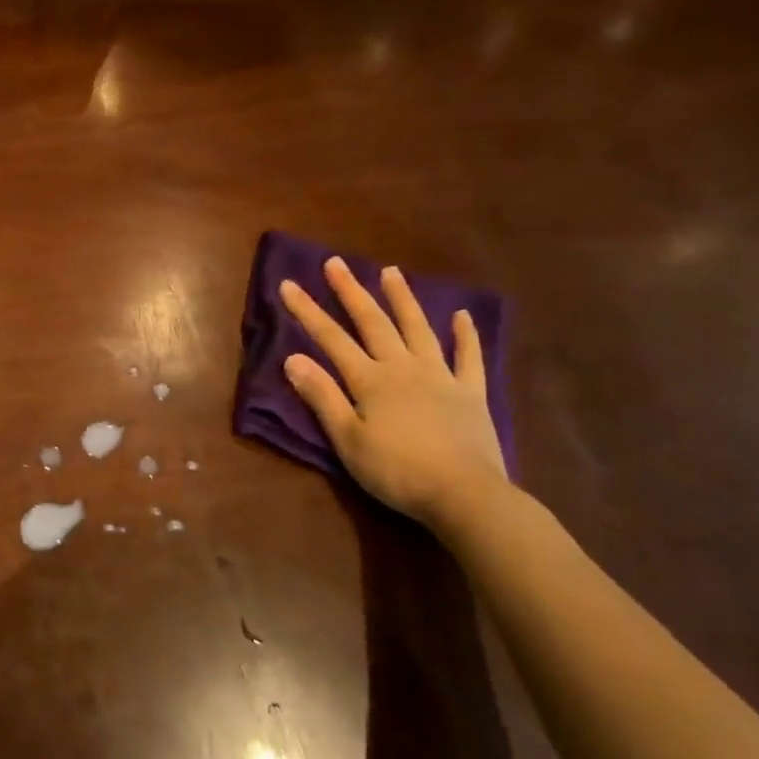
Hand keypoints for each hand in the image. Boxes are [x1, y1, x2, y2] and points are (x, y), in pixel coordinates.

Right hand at [279, 259, 505, 526]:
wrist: (464, 495)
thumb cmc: (396, 471)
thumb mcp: (348, 439)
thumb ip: (322, 396)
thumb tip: (292, 358)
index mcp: (370, 380)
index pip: (331, 339)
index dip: (307, 311)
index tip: (288, 284)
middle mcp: (403, 367)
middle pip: (373, 322)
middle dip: (351, 291)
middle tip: (335, 263)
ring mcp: (440, 377)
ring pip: (418, 329)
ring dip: (402, 299)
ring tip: (390, 271)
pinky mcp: (471, 393)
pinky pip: (469, 358)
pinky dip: (465, 335)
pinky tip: (461, 315)